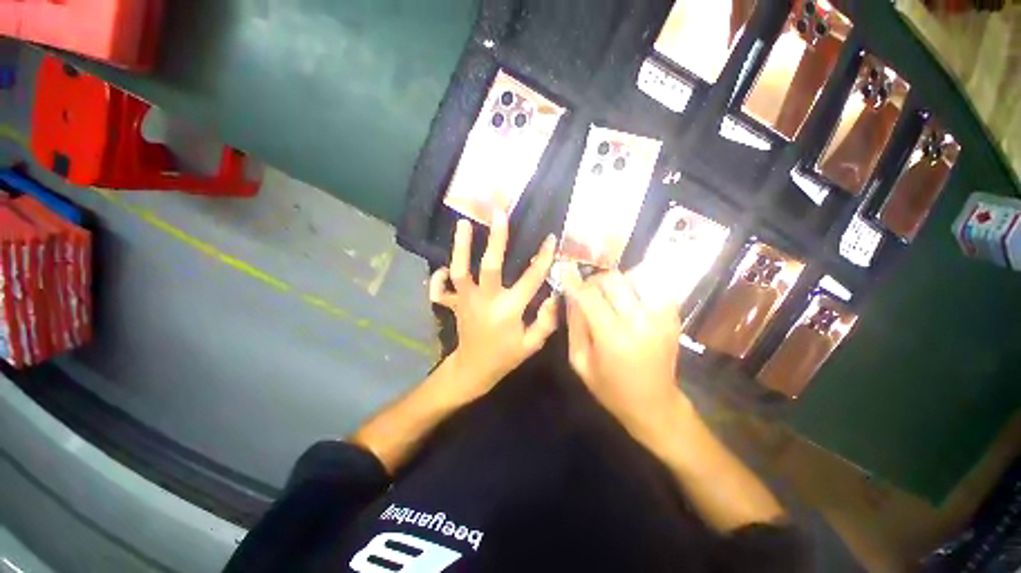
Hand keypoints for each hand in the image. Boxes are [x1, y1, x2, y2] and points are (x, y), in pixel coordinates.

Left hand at [430, 213, 557, 399]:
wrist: (473, 369)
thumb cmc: (505, 357)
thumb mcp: (531, 345)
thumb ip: (546, 321)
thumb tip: (554, 294)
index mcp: (508, 311)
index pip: (529, 280)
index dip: (542, 259)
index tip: (549, 239)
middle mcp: (485, 301)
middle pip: (489, 266)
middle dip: (496, 239)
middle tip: (499, 213)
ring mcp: (465, 300)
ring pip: (460, 271)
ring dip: (460, 247)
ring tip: (463, 224)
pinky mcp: (453, 303)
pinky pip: (440, 288)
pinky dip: (438, 277)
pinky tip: (442, 267)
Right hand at [564, 265, 687, 440]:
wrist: (655, 404)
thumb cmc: (611, 388)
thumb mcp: (580, 361)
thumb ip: (574, 324)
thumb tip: (571, 294)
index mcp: (613, 339)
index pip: (590, 297)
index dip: (575, 282)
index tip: (565, 271)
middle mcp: (640, 323)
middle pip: (613, 280)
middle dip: (595, 280)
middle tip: (588, 291)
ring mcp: (661, 317)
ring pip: (634, 277)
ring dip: (616, 282)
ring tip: (610, 297)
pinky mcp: (673, 316)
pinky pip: (652, 285)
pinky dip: (636, 286)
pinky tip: (628, 300)